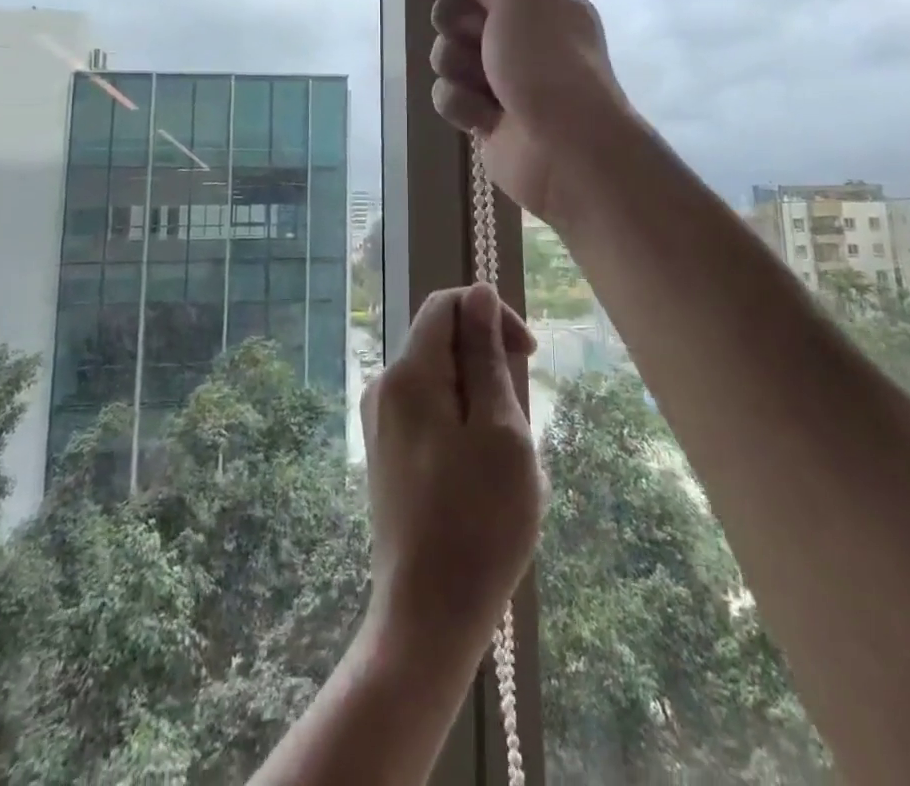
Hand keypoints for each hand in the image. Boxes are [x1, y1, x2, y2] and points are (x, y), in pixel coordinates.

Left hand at [361, 284, 543, 668]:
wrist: (427, 616)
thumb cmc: (478, 521)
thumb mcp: (500, 428)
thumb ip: (485, 354)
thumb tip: (479, 294)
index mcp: (409, 373)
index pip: (446, 305)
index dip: (491, 315)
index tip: (528, 355)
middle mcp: (385, 387)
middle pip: (443, 342)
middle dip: (489, 366)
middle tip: (519, 425)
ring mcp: (381, 422)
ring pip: (442, 380)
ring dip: (482, 402)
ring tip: (506, 460)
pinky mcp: (387, 451)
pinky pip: (431, 412)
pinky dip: (464, 426)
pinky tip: (483, 477)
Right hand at [413, 0, 629, 220]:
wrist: (566, 146)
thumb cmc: (546, 60)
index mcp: (538, 0)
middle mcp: (520, 34)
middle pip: (457, 11)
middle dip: (455, 21)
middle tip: (476, 35)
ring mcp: (501, 76)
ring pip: (447, 54)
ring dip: (458, 65)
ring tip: (486, 84)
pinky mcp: (484, 115)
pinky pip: (449, 95)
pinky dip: (462, 103)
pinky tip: (485, 117)